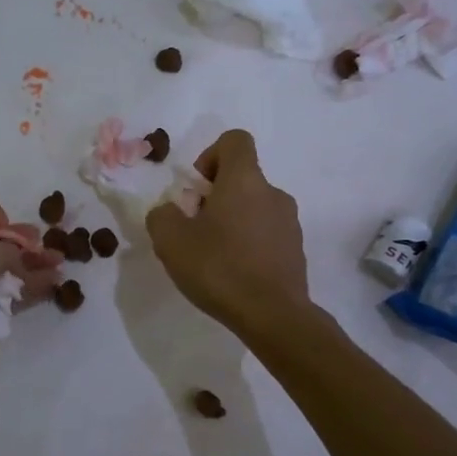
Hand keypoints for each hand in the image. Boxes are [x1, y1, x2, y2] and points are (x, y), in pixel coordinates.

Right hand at [146, 130, 309, 335]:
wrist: (272, 315)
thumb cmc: (219, 268)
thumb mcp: (170, 240)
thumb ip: (161, 215)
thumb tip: (170, 211)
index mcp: (245, 180)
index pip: (234, 140)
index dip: (210, 156)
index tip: (196, 190)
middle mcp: (273, 193)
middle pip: (241, 178)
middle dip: (214, 197)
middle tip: (195, 231)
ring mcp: (289, 222)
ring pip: (253, 207)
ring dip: (232, 221)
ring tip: (213, 257)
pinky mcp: (295, 249)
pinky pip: (266, 233)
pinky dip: (248, 243)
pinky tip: (233, 273)